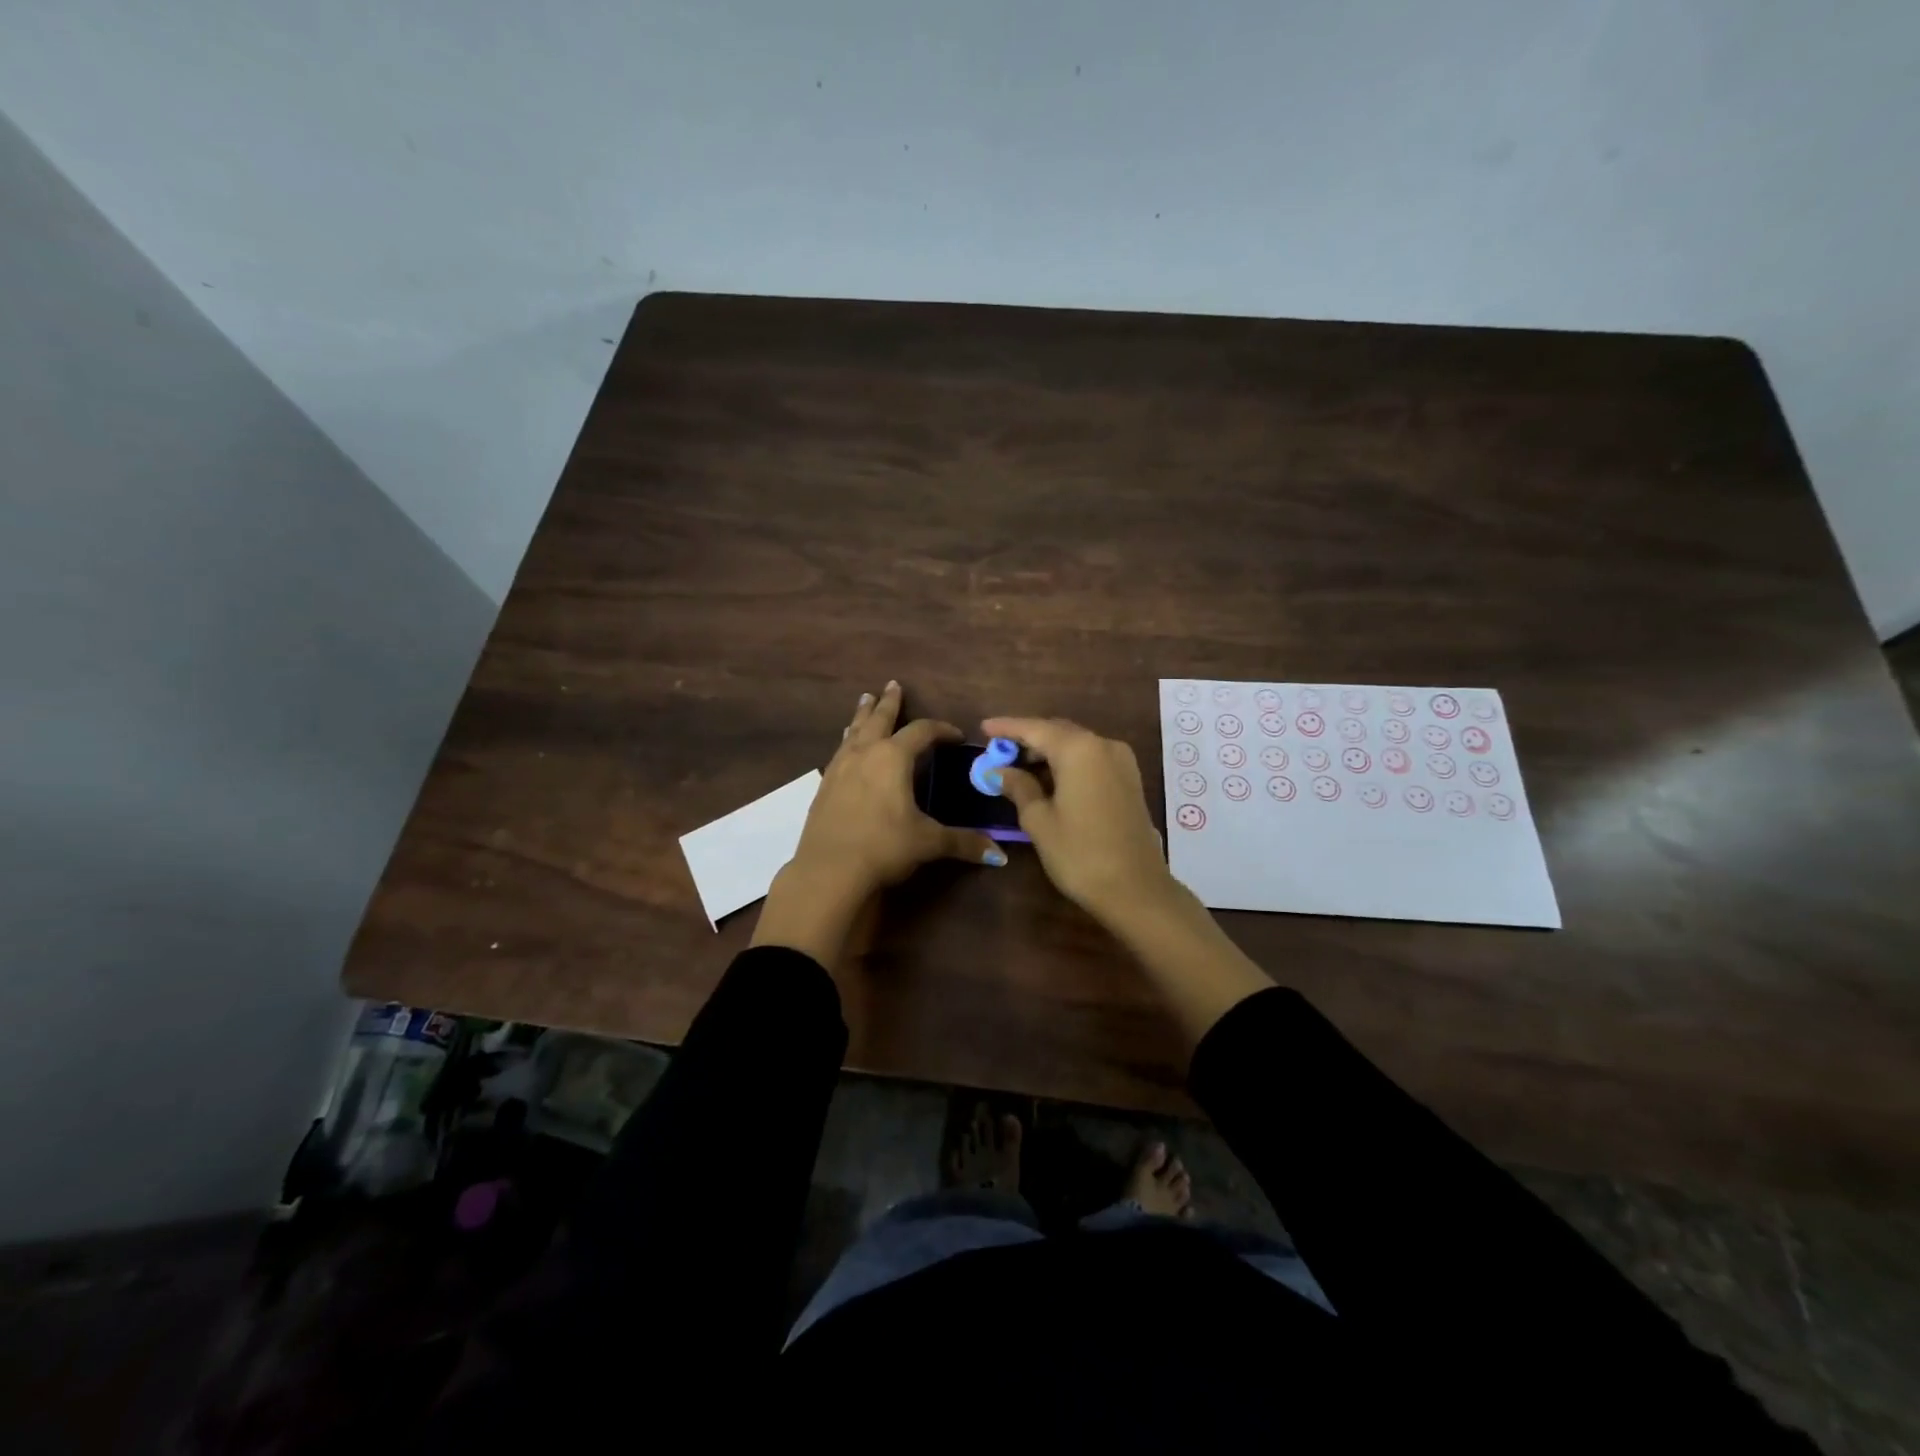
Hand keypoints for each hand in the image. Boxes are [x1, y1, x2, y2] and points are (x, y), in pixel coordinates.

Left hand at [755, 682, 1002, 965]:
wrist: (828, 870)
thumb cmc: (884, 847)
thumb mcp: (928, 843)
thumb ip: (963, 843)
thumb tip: (999, 855)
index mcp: (893, 758)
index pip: (922, 732)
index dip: (941, 730)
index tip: (955, 735)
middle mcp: (865, 754)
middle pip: (878, 719)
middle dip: (888, 703)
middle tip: (892, 685)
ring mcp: (839, 768)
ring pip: (854, 732)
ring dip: (862, 716)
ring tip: (865, 702)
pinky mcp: (824, 786)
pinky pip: (839, 752)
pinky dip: (847, 741)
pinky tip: (846, 747)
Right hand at [979, 715, 1176, 922]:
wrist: (1137, 890)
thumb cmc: (1080, 854)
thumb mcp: (1039, 821)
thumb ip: (1019, 787)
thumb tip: (1000, 771)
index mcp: (1079, 749)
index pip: (1035, 728)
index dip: (1007, 727)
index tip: (983, 728)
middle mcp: (1103, 745)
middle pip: (1058, 732)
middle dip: (1028, 739)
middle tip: (999, 751)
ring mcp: (1121, 762)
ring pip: (1076, 745)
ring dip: (1048, 752)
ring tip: (1019, 767)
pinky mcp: (1130, 780)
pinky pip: (1091, 760)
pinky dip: (1068, 763)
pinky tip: (1049, 780)